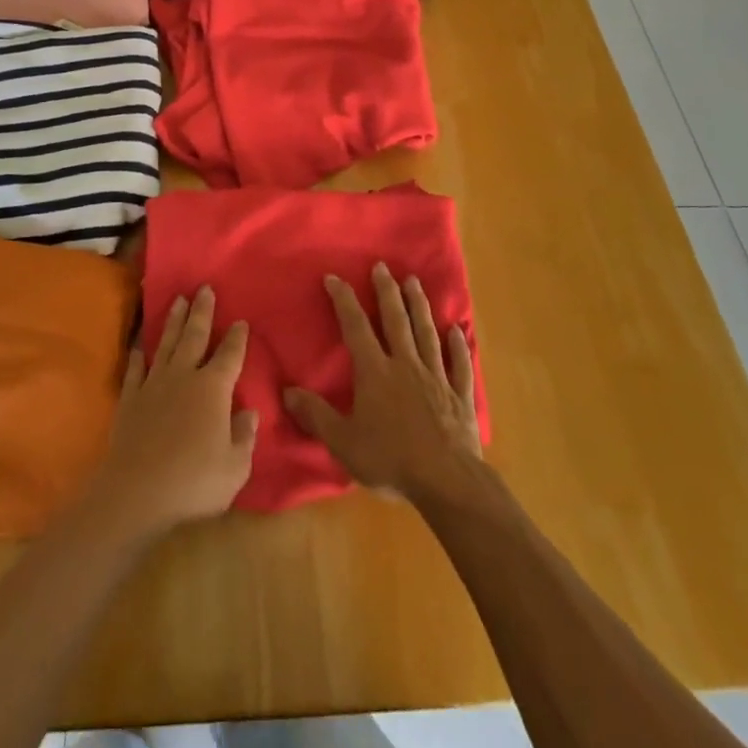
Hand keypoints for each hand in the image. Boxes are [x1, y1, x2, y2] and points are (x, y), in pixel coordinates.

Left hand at [87, 287, 257, 540]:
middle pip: (195, 336)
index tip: (240, 320)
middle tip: (204, 288)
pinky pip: (136, 369)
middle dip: (202, 311)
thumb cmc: (193, 482)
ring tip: (178, 300)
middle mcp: (184, 377)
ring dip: (174, 321)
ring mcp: (154, 385)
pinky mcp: (130, 399)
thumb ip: (244, 437)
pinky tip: (140, 345)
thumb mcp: (235, 467)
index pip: (230, 356)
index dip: (237, 338)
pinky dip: (139, 354)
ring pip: (166, 344)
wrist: (136, 493)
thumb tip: (248, 412)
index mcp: (213, 389)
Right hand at [283, 264, 481, 502]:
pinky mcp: (459, 396)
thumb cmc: (391, 460)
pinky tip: (458, 331)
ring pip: (426, 333)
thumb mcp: (343, 442)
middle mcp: (405, 365)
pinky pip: (458, 364)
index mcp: (375, 372)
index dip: (344, 300)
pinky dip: (458, 346)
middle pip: (395, 320)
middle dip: (386, 291)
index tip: (334, 277)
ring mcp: (436, 377)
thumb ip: (316, 415)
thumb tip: (287, 392)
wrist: (447, 481)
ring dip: (419, 306)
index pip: (355, 327)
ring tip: (414, 282)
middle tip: (382, 266)